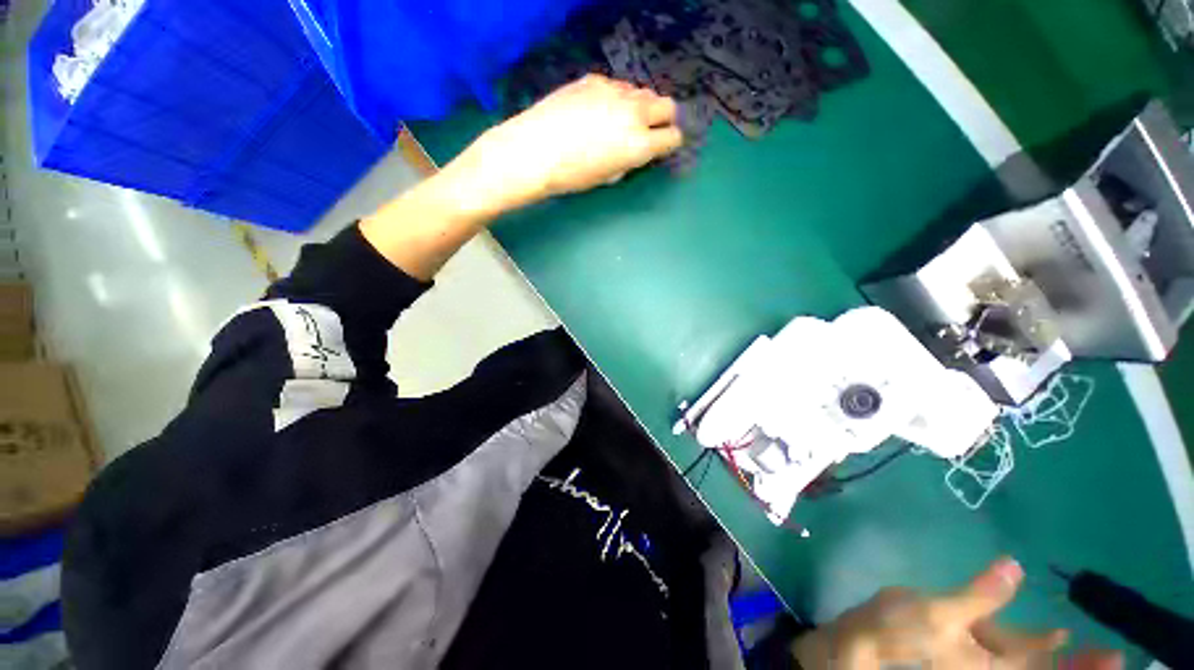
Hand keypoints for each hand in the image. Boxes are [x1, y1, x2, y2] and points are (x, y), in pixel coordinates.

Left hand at [444, 74, 683, 214]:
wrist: (534, 151)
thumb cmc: (571, 176)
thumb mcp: (607, 177)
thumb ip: (628, 161)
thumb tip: (634, 152)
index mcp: (639, 144)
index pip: (673, 137)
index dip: (669, 143)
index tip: (660, 147)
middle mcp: (634, 113)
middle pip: (667, 106)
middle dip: (663, 119)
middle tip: (648, 130)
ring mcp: (615, 92)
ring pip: (642, 92)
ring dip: (640, 106)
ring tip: (619, 120)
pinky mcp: (594, 80)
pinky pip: (617, 87)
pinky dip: (616, 98)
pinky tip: (596, 110)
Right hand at [793, 558, 1123, 668]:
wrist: (866, 639)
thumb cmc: (903, 631)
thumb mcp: (940, 611)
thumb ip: (980, 594)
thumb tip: (1015, 566)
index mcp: (994, 669)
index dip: (1081, 667)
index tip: (1114, 656)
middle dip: (1078, 665)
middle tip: (1114, 656)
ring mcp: (983, 661)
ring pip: (1031, 662)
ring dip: (1059, 656)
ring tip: (1089, 647)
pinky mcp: (970, 648)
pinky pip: (1012, 650)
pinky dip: (1032, 643)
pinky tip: (1045, 635)